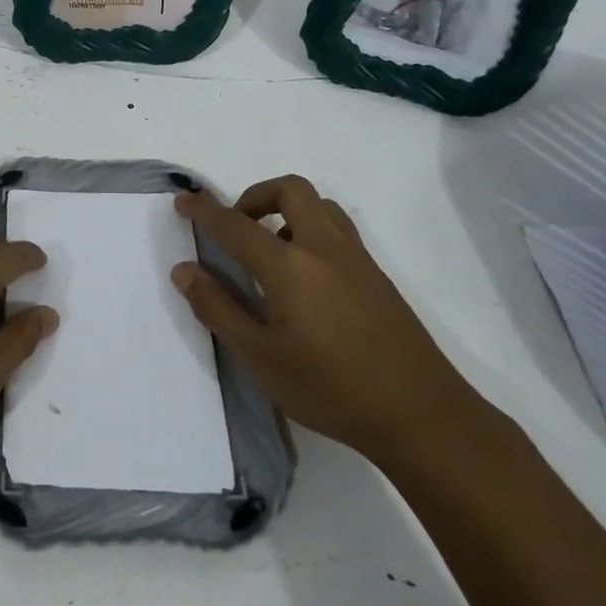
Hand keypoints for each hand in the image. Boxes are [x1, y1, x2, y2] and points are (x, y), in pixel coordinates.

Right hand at [174, 175, 473, 459]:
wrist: (421, 416)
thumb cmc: (330, 389)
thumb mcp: (260, 358)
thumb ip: (218, 309)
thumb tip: (184, 271)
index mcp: (290, 266)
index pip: (236, 225)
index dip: (204, 211)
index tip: (184, 200)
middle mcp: (324, 248)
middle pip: (290, 190)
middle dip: (255, 195)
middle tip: (237, 227)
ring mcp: (356, 259)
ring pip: (320, 206)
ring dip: (287, 210)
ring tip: (271, 252)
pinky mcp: (377, 276)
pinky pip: (337, 230)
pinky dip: (310, 230)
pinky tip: (305, 280)